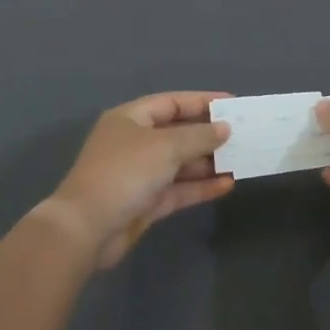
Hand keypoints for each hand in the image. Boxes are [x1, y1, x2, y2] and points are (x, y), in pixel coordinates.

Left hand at [40, 92, 234, 269]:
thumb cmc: (125, 173)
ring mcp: (139, 174)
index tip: (233, 104)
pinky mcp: (145, 202)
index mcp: (131, 119)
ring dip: (208, 162)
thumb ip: (198, 136)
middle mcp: (135, 143)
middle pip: (177, 133)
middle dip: (208, 135)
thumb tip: (224, 128)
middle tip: (243, 136)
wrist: (87, 228)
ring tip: (240, 160)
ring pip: (180, 163)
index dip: (202, 101)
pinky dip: (200, 186)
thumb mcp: (165, 147)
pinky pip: (178, 189)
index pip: (172, 102)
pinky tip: (227, 185)